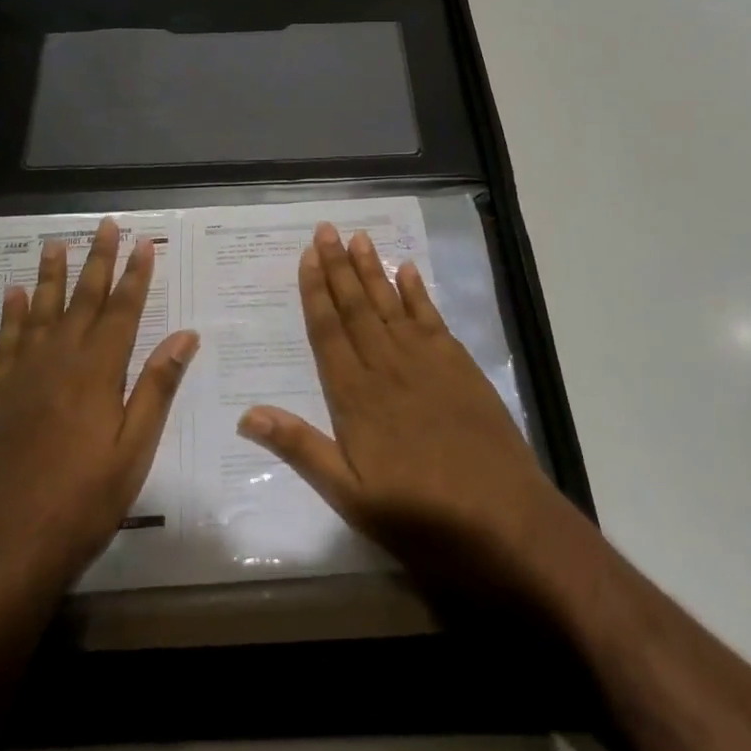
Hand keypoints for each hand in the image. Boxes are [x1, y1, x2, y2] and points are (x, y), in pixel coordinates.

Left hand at [0, 218, 198, 623]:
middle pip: (81, 300)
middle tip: (105, 226)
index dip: (135, 276)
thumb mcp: (133, 453)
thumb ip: (157, 389)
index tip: (143, 243)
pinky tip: (15, 295)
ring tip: (56, 243)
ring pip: (40, 312)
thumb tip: (185, 336)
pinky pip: (6, 341)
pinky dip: (12, 314)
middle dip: (97, 261)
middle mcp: (57, 362)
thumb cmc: (81, 505)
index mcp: (97, 374)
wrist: (2, 551)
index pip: (121, 311)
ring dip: (51, 276)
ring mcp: (21, 377)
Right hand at [237, 222, 578, 609]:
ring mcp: (427, 362)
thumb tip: (247, 414)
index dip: (315, 291)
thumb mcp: (350, 495)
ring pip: (391, 304)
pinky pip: (432, 318)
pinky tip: (408, 270)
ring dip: (373, 270)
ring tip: (358, 238)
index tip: (307, 257)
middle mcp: (387, 366)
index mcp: (356, 396)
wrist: (504, 520)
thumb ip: (301, 449)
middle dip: (338, 266)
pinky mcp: (460, 367)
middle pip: (356, 307)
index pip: (328, 331)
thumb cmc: (419, 514)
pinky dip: (418, 292)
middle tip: (325, 229)